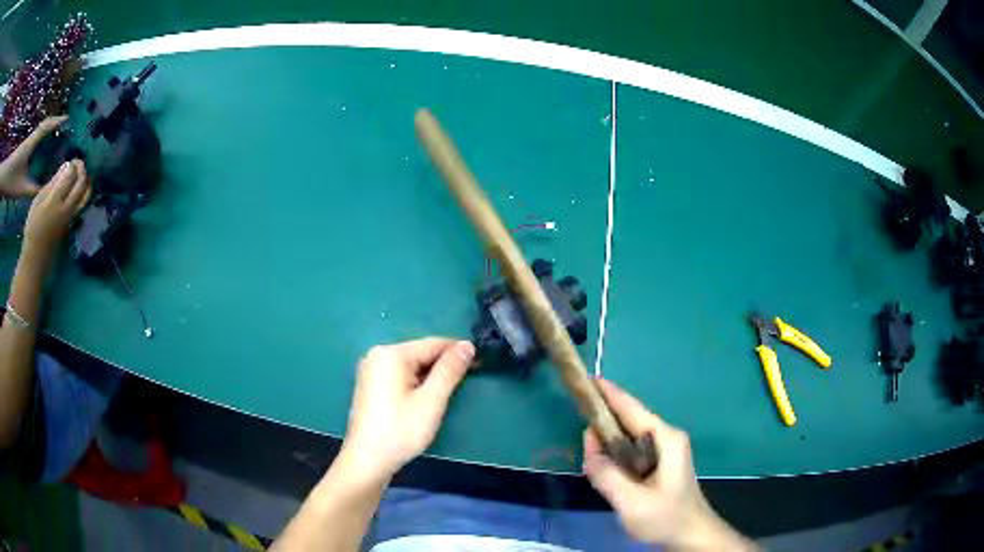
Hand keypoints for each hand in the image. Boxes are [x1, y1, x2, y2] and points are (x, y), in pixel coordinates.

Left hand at [0, 116, 67, 197]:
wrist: (5, 180)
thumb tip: (46, 188)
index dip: (57, 121)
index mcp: (32, 144)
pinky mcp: (25, 146)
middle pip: (45, 124)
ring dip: (49, 127)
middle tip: (65, 126)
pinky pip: (36, 135)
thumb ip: (34, 189)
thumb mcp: (23, 189)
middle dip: (55, 122)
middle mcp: (31, 138)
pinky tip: (44, 141)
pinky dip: (43, 134)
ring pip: (41, 128)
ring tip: (57, 132)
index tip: (68, 120)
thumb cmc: (12, 182)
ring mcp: (28, 141)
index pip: (47, 127)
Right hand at [22, 159, 90, 269]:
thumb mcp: (38, 201)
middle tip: (78, 163)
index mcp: (54, 202)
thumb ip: (52, 184)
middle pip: (81, 184)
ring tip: (81, 174)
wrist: (36, 258)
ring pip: (86, 196)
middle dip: (82, 169)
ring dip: (87, 181)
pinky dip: (83, 193)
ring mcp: (71, 219)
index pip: (69, 176)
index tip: (71, 160)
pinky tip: (78, 188)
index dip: (73, 165)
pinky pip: (82, 205)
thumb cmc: (33, 227)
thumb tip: (65, 167)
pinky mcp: (72, 226)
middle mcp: (66, 210)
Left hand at [341, 338, 474, 481]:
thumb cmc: (401, 430)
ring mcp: (371, 370)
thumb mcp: (431, 400)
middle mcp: (377, 355)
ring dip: (431, 375)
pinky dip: (416, 382)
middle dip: (444, 364)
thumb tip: (467, 345)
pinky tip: (426, 398)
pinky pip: (400, 375)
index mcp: (391, 354)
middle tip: (467, 381)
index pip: (433, 344)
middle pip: (420, 353)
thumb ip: (449, 370)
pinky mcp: (370, 386)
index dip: (458, 351)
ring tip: (449, 391)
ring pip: (411, 365)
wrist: (367, 460)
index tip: (481, 362)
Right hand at [583, 380, 754, 550]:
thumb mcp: (632, 501)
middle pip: (629, 420)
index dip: (609, 394)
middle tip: (578, 423)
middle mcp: (666, 438)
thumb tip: (589, 447)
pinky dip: (615, 453)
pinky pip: (631, 451)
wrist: (691, 535)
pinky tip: (603, 465)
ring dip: (608, 440)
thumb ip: (607, 475)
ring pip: (629, 437)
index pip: (632, 408)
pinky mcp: (659, 464)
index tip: (588, 380)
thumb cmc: (666, 517)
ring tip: (587, 448)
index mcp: (665, 438)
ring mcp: (664, 451)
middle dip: (604, 419)